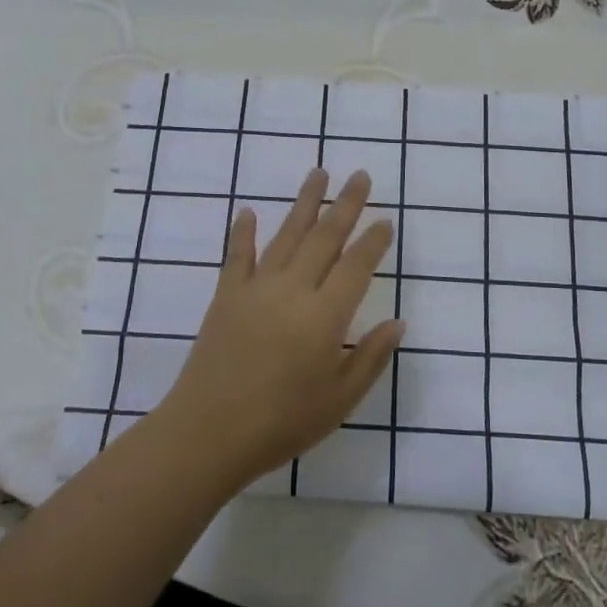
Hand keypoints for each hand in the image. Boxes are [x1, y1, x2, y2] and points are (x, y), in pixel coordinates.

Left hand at [158, 168, 402, 488]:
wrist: (208, 433)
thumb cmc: (282, 423)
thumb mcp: (340, 399)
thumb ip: (371, 358)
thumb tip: (397, 323)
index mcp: (325, 316)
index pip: (356, 266)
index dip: (373, 240)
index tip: (385, 219)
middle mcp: (293, 290)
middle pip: (324, 237)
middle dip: (345, 204)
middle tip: (359, 175)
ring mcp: (256, 288)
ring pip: (286, 235)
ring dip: (304, 202)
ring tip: (318, 173)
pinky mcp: (226, 296)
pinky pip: (238, 255)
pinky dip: (244, 232)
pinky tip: (248, 211)